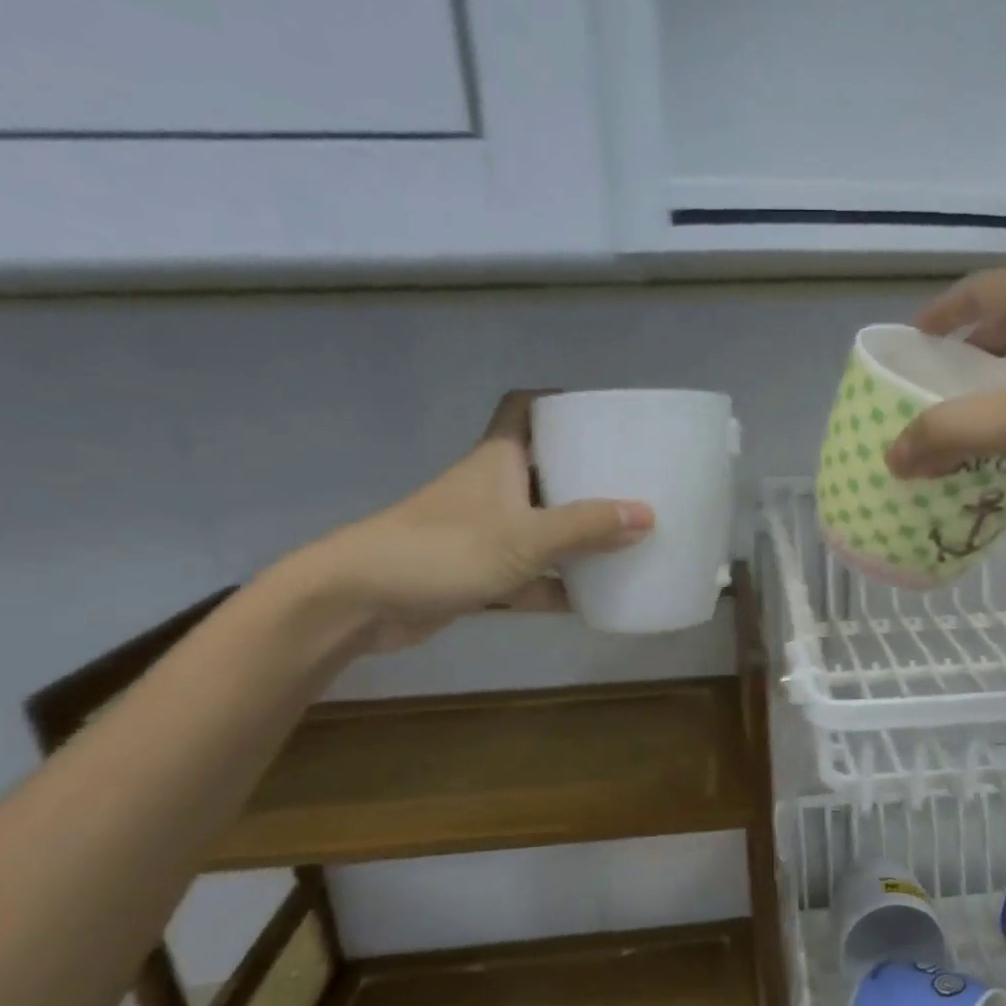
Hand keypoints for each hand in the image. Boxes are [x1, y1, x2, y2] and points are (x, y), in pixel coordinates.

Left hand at [286, 392, 652, 652]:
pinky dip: (557, 586)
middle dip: (585, 476)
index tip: (602, 414)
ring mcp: (483, 535)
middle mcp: (491, 491)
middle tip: (634, 483)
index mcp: (498, 461)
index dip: (559, 403)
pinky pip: (529, 576)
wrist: (358, 602)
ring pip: (540, 527)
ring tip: (627, 538)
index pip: (524, 409)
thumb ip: (585, 527)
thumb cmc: (442, 550)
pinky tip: (595, 598)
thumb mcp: (524, 537)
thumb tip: (648, 515)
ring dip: (576, 536)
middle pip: (544, 471)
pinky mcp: (476, 575)